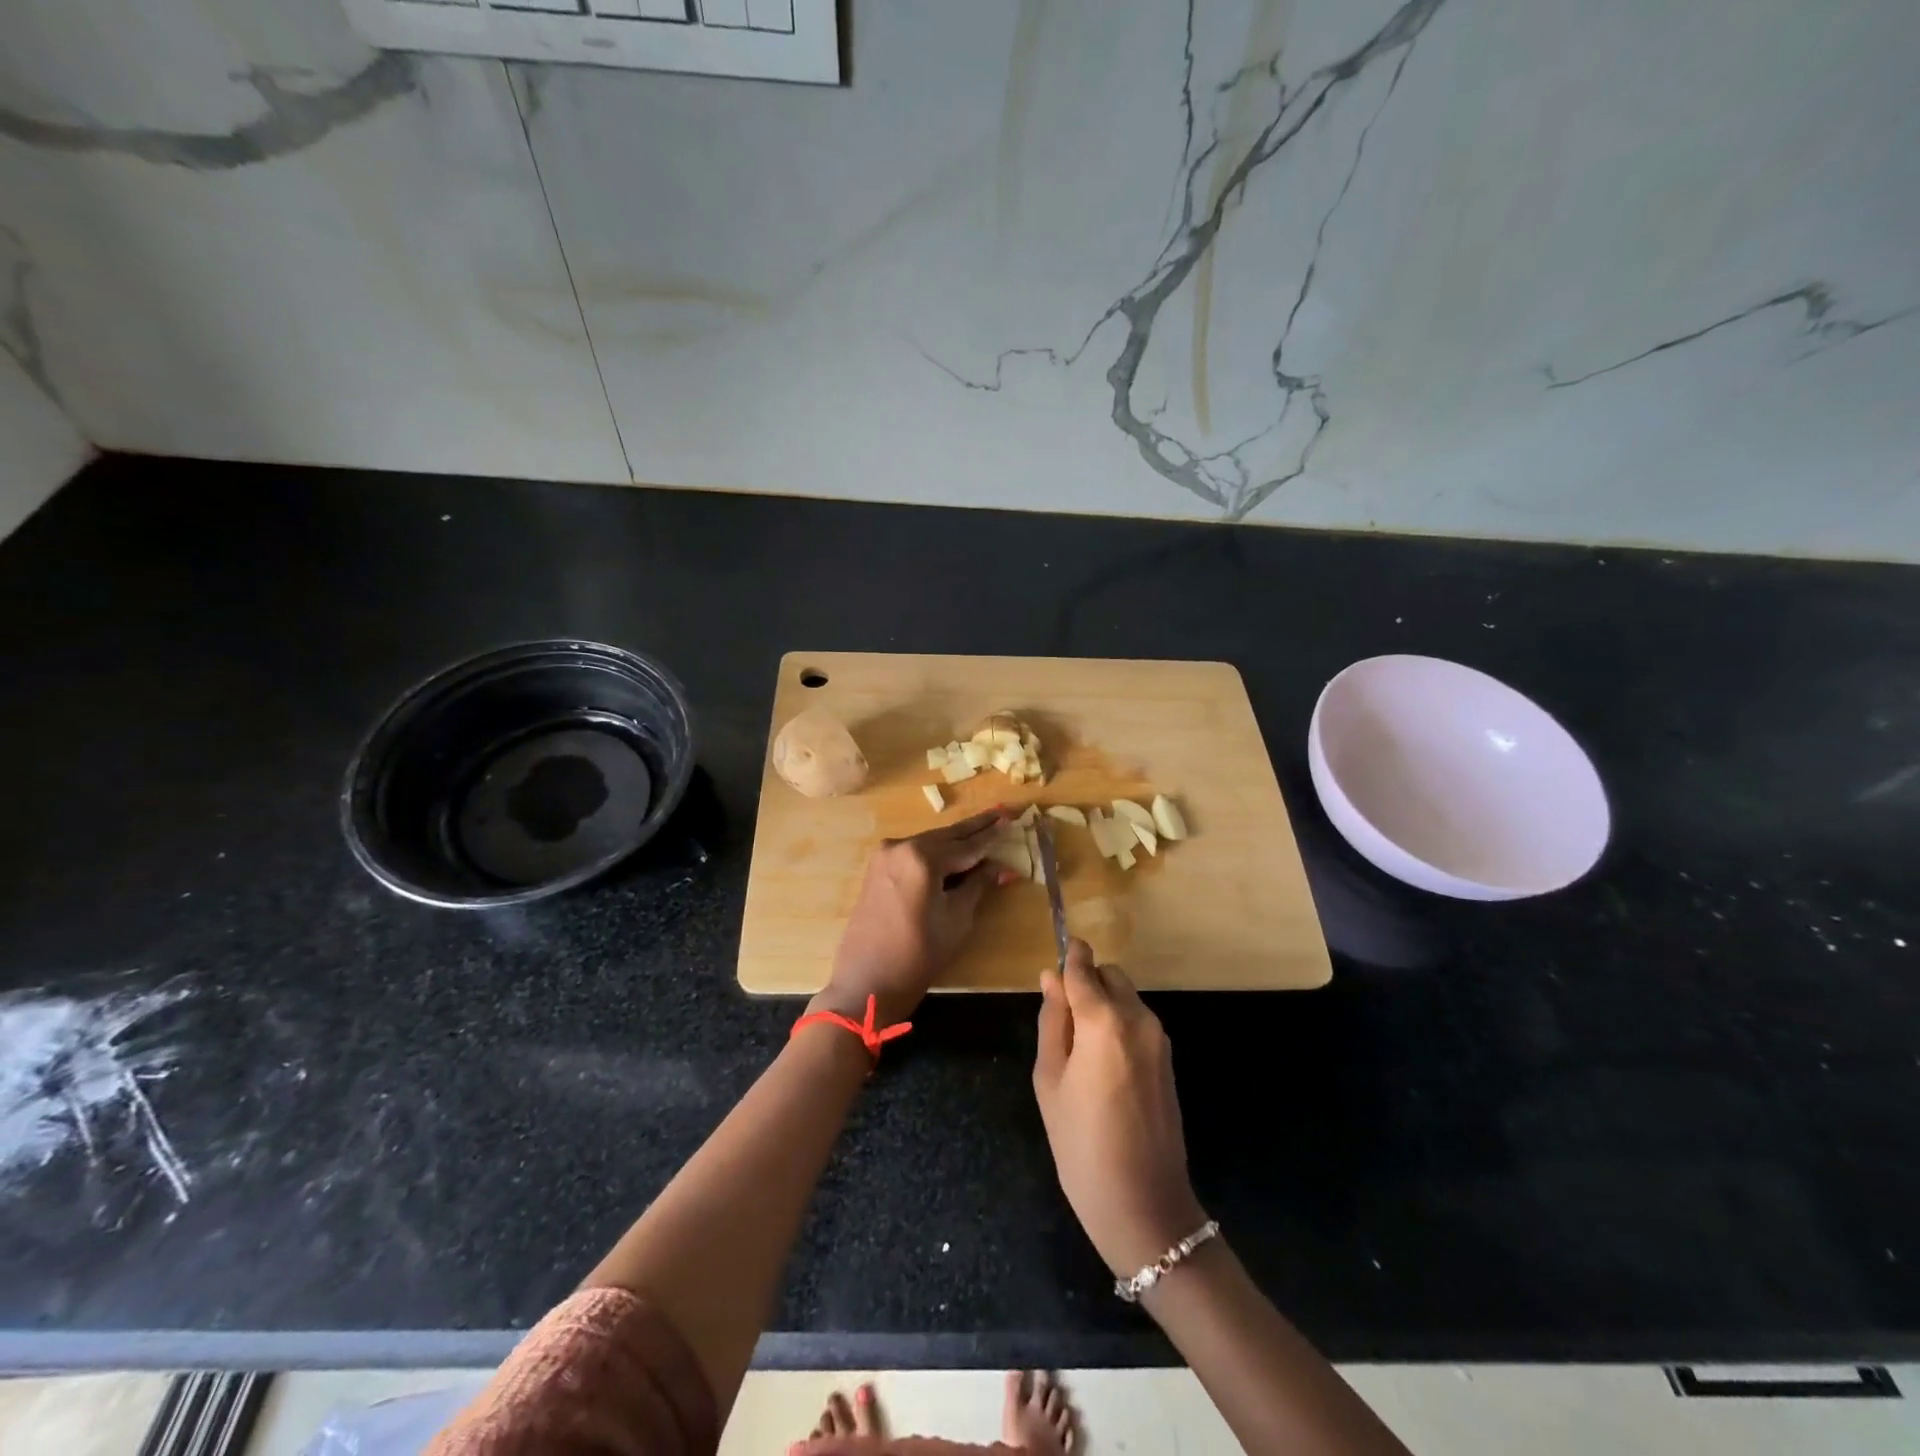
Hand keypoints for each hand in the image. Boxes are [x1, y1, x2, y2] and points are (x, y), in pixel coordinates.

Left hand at [814, 809, 1014, 1026]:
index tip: (1011, 818)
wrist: (867, 982)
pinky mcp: (878, 868)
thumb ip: (978, 885)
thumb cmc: (918, 955)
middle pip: (947, 836)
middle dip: (975, 828)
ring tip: (984, 828)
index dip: (991, 834)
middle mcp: (901, 846)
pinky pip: (914, 853)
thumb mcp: (957, 919)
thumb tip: (1001, 867)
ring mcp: (885, 856)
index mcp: (922, 857)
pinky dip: (936, 852)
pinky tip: (954, 850)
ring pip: (930, 842)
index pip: (966, 844)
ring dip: (956, 840)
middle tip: (1001, 812)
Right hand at [1033, 939, 1207, 1276]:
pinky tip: (1103, 1067)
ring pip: (1126, 997)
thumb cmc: (1082, 1144)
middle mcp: (1138, 1018)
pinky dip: (1118, 1025)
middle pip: (1110, 976)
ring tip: (1080, 1052)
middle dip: (1086, 984)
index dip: (1069, 956)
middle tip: (1062, 1023)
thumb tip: (1051, 977)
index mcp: (1104, 1020)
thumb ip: (1052, 1020)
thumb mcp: (1049, 1080)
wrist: (1145, 1206)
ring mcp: (1159, 1039)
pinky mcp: (1168, 1059)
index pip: (1084, 968)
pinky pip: (1138, 1022)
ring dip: (1103, 1005)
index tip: (1057, 950)